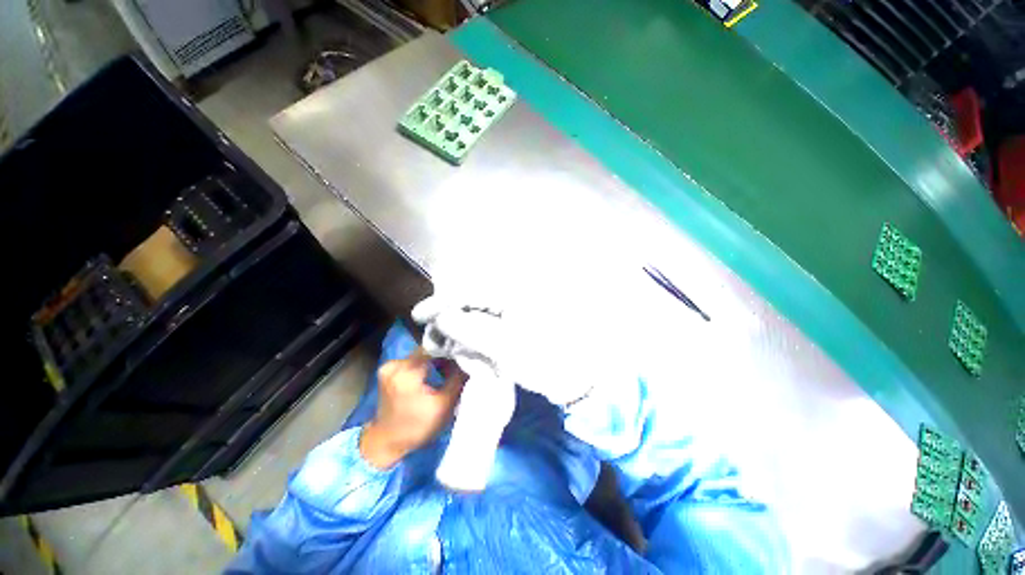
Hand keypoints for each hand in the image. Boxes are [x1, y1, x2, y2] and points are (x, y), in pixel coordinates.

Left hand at [360, 350, 466, 468]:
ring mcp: (390, 366)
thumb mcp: (444, 405)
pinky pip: (414, 360)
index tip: (466, 356)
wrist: (387, 442)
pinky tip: (435, 372)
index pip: (435, 349)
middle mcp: (395, 364)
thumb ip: (458, 379)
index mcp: (406, 373)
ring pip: (422, 354)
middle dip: (445, 356)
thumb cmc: (417, 427)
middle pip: (428, 350)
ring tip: (450, 369)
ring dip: (437, 360)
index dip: (452, 351)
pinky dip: (426, 364)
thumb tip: (471, 360)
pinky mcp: (389, 370)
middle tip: (460, 364)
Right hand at [412, 296, 595, 405]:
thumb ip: (471, 329)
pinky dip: (469, 332)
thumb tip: (442, 318)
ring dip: (456, 326)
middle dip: (447, 315)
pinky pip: (484, 323)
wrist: (572, 376)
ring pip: (475, 312)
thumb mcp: (505, 346)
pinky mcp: (511, 324)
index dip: (442, 302)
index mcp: (512, 294)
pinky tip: (458, 343)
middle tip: (431, 335)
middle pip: (471, 299)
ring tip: (440, 343)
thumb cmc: (543, 359)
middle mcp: (510, 296)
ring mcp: (511, 310)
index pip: (470, 291)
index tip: (420, 315)